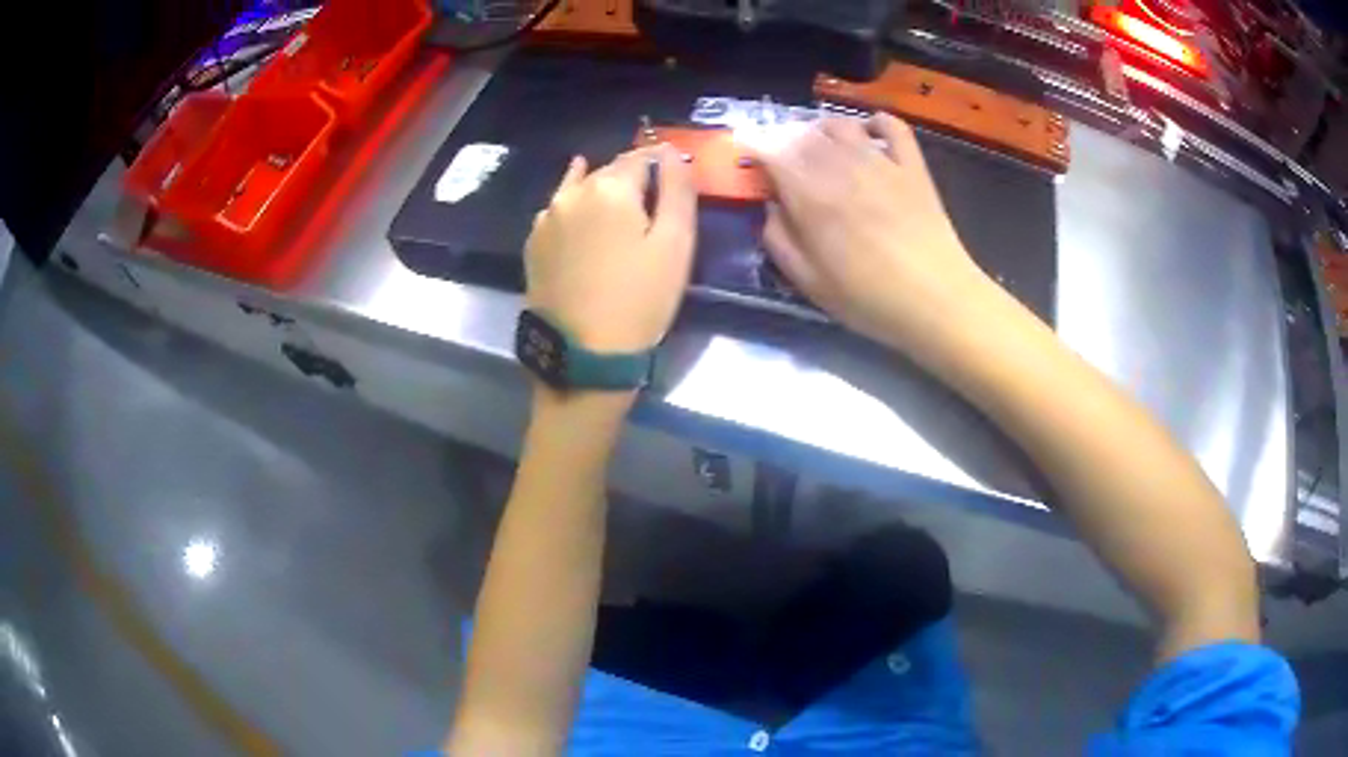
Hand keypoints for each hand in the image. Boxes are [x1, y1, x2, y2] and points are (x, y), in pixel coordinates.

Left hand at [525, 145, 697, 353]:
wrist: (582, 354)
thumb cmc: (639, 299)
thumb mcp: (675, 244)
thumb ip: (677, 190)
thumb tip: (672, 152)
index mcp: (610, 188)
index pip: (642, 156)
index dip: (661, 163)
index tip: (674, 177)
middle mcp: (572, 193)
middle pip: (609, 171)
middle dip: (632, 179)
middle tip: (652, 204)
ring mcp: (546, 218)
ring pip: (581, 190)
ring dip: (601, 192)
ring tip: (618, 210)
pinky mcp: (533, 244)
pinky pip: (559, 212)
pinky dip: (575, 208)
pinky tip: (580, 210)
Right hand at [749, 114, 996, 357]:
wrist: (936, 300)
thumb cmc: (868, 299)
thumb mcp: (808, 281)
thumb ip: (778, 239)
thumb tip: (770, 205)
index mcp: (810, 196)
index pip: (771, 152)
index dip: (755, 149)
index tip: (751, 159)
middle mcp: (841, 167)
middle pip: (803, 134)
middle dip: (784, 139)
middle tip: (784, 158)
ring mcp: (881, 161)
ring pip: (840, 124)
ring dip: (821, 129)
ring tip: (819, 146)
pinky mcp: (912, 166)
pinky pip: (892, 126)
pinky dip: (876, 121)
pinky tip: (868, 133)